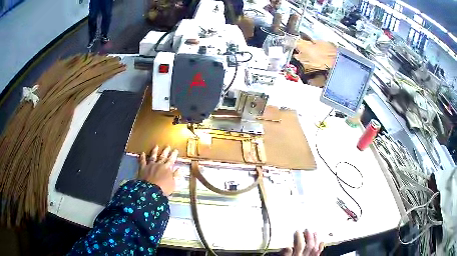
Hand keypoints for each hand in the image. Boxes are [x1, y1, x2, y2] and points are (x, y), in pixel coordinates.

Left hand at [138, 145, 178, 195]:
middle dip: (166, 151)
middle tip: (168, 146)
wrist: (150, 190)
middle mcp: (159, 164)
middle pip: (163, 156)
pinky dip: (142, 156)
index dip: (174, 155)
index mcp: (167, 168)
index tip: (176, 150)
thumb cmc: (164, 188)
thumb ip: (176, 175)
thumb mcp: (173, 183)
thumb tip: (179, 168)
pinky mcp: (143, 168)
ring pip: (153, 156)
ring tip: (156, 146)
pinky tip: (142, 152)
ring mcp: (150, 165)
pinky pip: (142, 161)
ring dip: (155, 151)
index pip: (171, 160)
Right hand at [281, 230, 323, 255]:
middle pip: (309, 246)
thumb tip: (287, 247)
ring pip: (315, 248)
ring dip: (316, 240)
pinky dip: (320, 247)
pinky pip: (318, 253)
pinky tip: (321, 243)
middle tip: (308, 230)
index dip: (299, 237)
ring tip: (315, 233)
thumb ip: (285, 255)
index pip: (299, 245)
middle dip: (309, 237)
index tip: (297, 231)